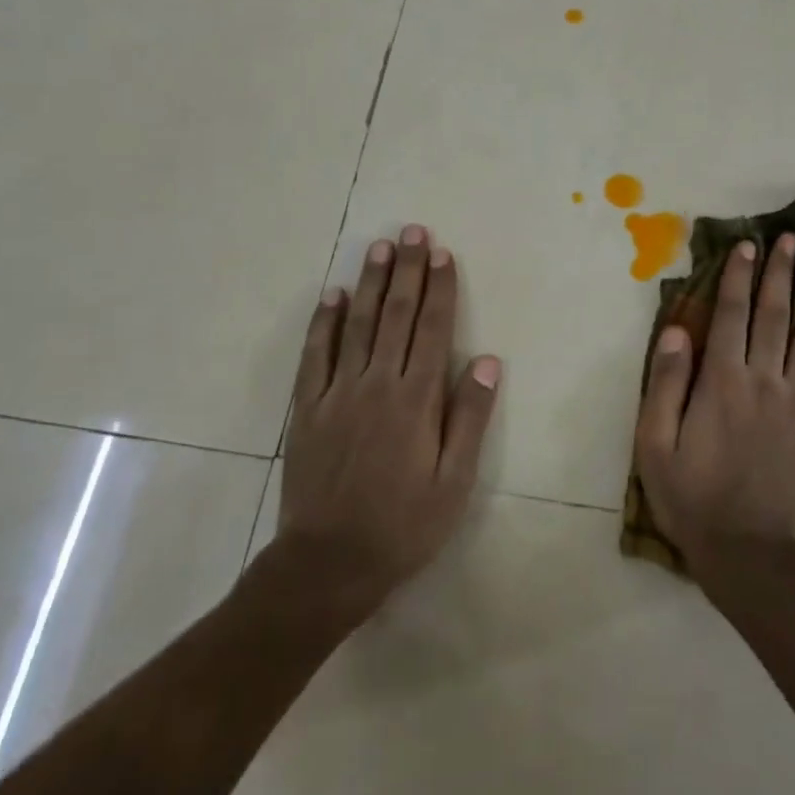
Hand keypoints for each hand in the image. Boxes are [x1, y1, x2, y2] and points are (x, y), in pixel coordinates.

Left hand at [276, 224, 500, 609]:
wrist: (329, 562)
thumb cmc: (404, 525)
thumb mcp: (453, 481)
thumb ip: (468, 417)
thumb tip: (486, 360)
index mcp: (416, 400)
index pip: (432, 329)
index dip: (439, 288)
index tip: (442, 253)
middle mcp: (377, 384)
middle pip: (395, 315)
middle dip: (407, 270)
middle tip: (412, 231)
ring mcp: (337, 393)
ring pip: (356, 325)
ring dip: (369, 283)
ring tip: (378, 247)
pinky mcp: (308, 409)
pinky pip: (315, 355)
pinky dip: (323, 322)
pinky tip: (332, 295)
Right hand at [635, 232, 794, 574]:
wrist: (745, 556)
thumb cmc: (691, 499)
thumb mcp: (655, 444)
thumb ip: (665, 384)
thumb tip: (678, 330)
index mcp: (722, 383)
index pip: (730, 316)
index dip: (738, 277)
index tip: (747, 245)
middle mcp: (765, 383)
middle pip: (775, 318)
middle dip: (782, 275)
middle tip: (792, 239)